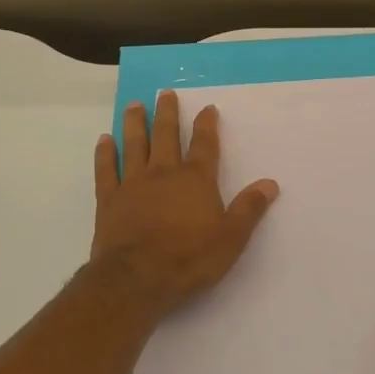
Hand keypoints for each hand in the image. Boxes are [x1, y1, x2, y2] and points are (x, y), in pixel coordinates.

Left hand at [90, 89, 278, 317]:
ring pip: (134, 146)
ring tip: (134, 105)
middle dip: (166, 113)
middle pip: (165, 136)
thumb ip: (249, 209)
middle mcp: (163, 173)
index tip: (207, 108)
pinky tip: (104, 140)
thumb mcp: (231, 239)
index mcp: (195, 180)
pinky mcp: (109, 200)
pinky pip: (106, 170)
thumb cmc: (188, 259)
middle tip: (164, 93)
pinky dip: (104, 154)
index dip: (206, 125)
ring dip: (134, 124)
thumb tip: (270, 183)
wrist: (136, 280)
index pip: (204, 145)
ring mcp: (133, 184)